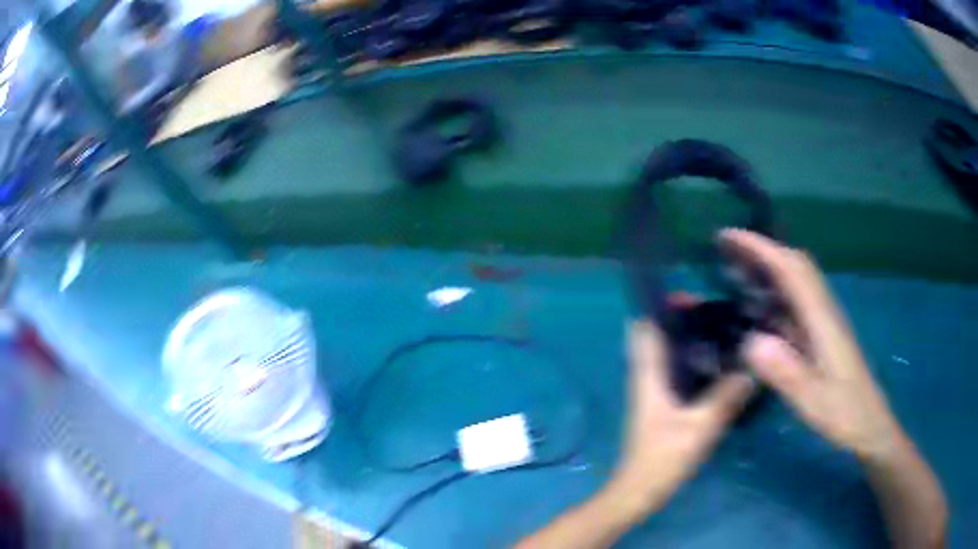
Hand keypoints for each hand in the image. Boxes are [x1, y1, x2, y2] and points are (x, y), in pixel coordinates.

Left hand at [611, 320, 754, 515]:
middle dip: (680, 320)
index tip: (691, 297)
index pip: (643, 328)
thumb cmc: (663, 458)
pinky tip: (718, 366)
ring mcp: (651, 392)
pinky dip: (691, 361)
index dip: (661, 307)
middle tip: (714, 312)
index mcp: (648, 375)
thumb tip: (751, 369)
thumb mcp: (700, 427)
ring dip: (687, 339)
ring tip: (721, 331)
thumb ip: (726, 397)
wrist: (639, 491)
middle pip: (656, 336)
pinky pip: (674, 372)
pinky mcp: (660, 406)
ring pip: (666, 354)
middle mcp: (645, 377)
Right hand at [719, 229, 901, 459]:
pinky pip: (796, 301)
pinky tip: (759, 306)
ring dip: (768, 266)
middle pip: (794, 264)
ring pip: (796, 280)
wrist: (868, 422)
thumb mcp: (813, 399)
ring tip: (736, 269)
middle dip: (762, 249)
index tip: (729, 237)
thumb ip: (786, 372)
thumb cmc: (844, 411)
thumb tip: (750, 341)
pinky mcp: (821, 334)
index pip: (790, 268)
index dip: (760, 248)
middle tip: (726, 248)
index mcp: (821, 318)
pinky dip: (775, 291)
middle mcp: (823, 310)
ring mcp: (823, 321)